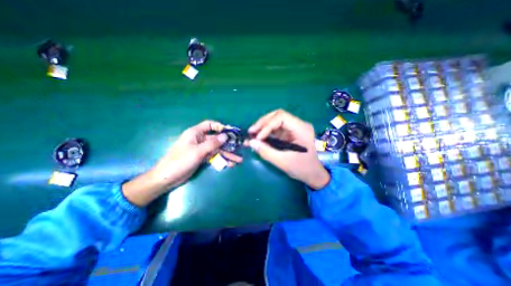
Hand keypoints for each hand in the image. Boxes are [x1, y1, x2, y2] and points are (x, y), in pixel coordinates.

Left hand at [123, 119, 243, 204]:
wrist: (167, 178)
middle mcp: (199, 140)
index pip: (209, 125)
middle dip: (228, 144)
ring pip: (217, 149)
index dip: (220, 127)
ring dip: (227, 154)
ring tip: (238, 160)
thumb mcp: (197, 152)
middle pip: (216, 139)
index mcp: (195, 133)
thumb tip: (226, 136)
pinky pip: (214, 157)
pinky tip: (230, 164)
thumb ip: (212, 144)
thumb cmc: (180, 161)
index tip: (230, 132)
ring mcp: (201, 149)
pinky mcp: (202, 158)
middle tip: (239, 148)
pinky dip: (221, 160)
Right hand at [244, 110, 331, 189]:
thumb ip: (266, 151)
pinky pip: (276, 129)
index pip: (281, 117)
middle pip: (278, 115)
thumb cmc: (302, 168)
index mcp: (301, 129)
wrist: (314, 174)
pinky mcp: (290, 134)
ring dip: (263, 126)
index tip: (258, 138)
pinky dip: (267, 132)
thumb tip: (250, 142)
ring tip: (252, 134)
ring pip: (276, 121)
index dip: (267, 125)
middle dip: (263, 123)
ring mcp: (294, 129)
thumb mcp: (283, 162)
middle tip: (251, 131)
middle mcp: (299, 125)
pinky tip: (259, 137)